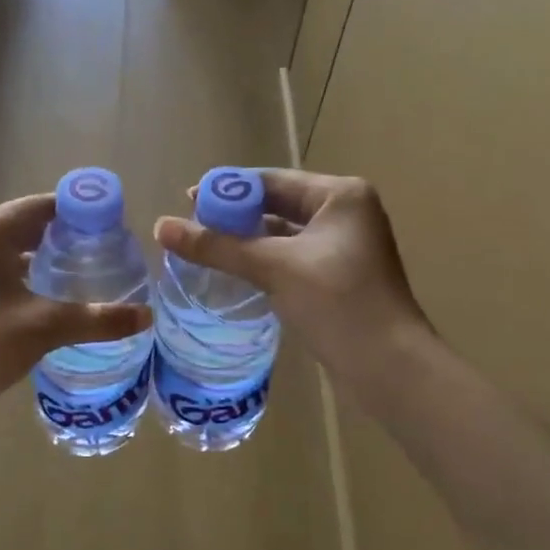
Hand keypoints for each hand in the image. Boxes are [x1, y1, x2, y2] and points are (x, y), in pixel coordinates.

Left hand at [0, 195, 153, 425]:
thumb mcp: (43, 329)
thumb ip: (98, 318)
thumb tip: (147, 316)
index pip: (45, 206)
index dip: (82, 216)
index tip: (113, 234)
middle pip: (23, 224)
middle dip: (62, 240)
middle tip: (101, 261)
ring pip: (2, 247)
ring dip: (36, 260)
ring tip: (74, 281)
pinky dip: (10, 274)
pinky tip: (32, 300)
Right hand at [154, 170, 430, 401]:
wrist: (388, 368)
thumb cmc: (337, 303)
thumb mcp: (273, 267)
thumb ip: (217, 246)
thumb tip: (160, 226)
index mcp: (340, 195)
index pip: (272, 181)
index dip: (228, 190)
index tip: (187, 198)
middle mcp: (346, 214)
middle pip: (277, 205)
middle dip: (235, 216)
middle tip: (190, 225)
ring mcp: (344, 247)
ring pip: (283, 234)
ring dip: (247, 240)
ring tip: (204, 247)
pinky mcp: (338, 277)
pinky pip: (291, 258)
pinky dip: (263, 261)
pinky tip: (234, 271)